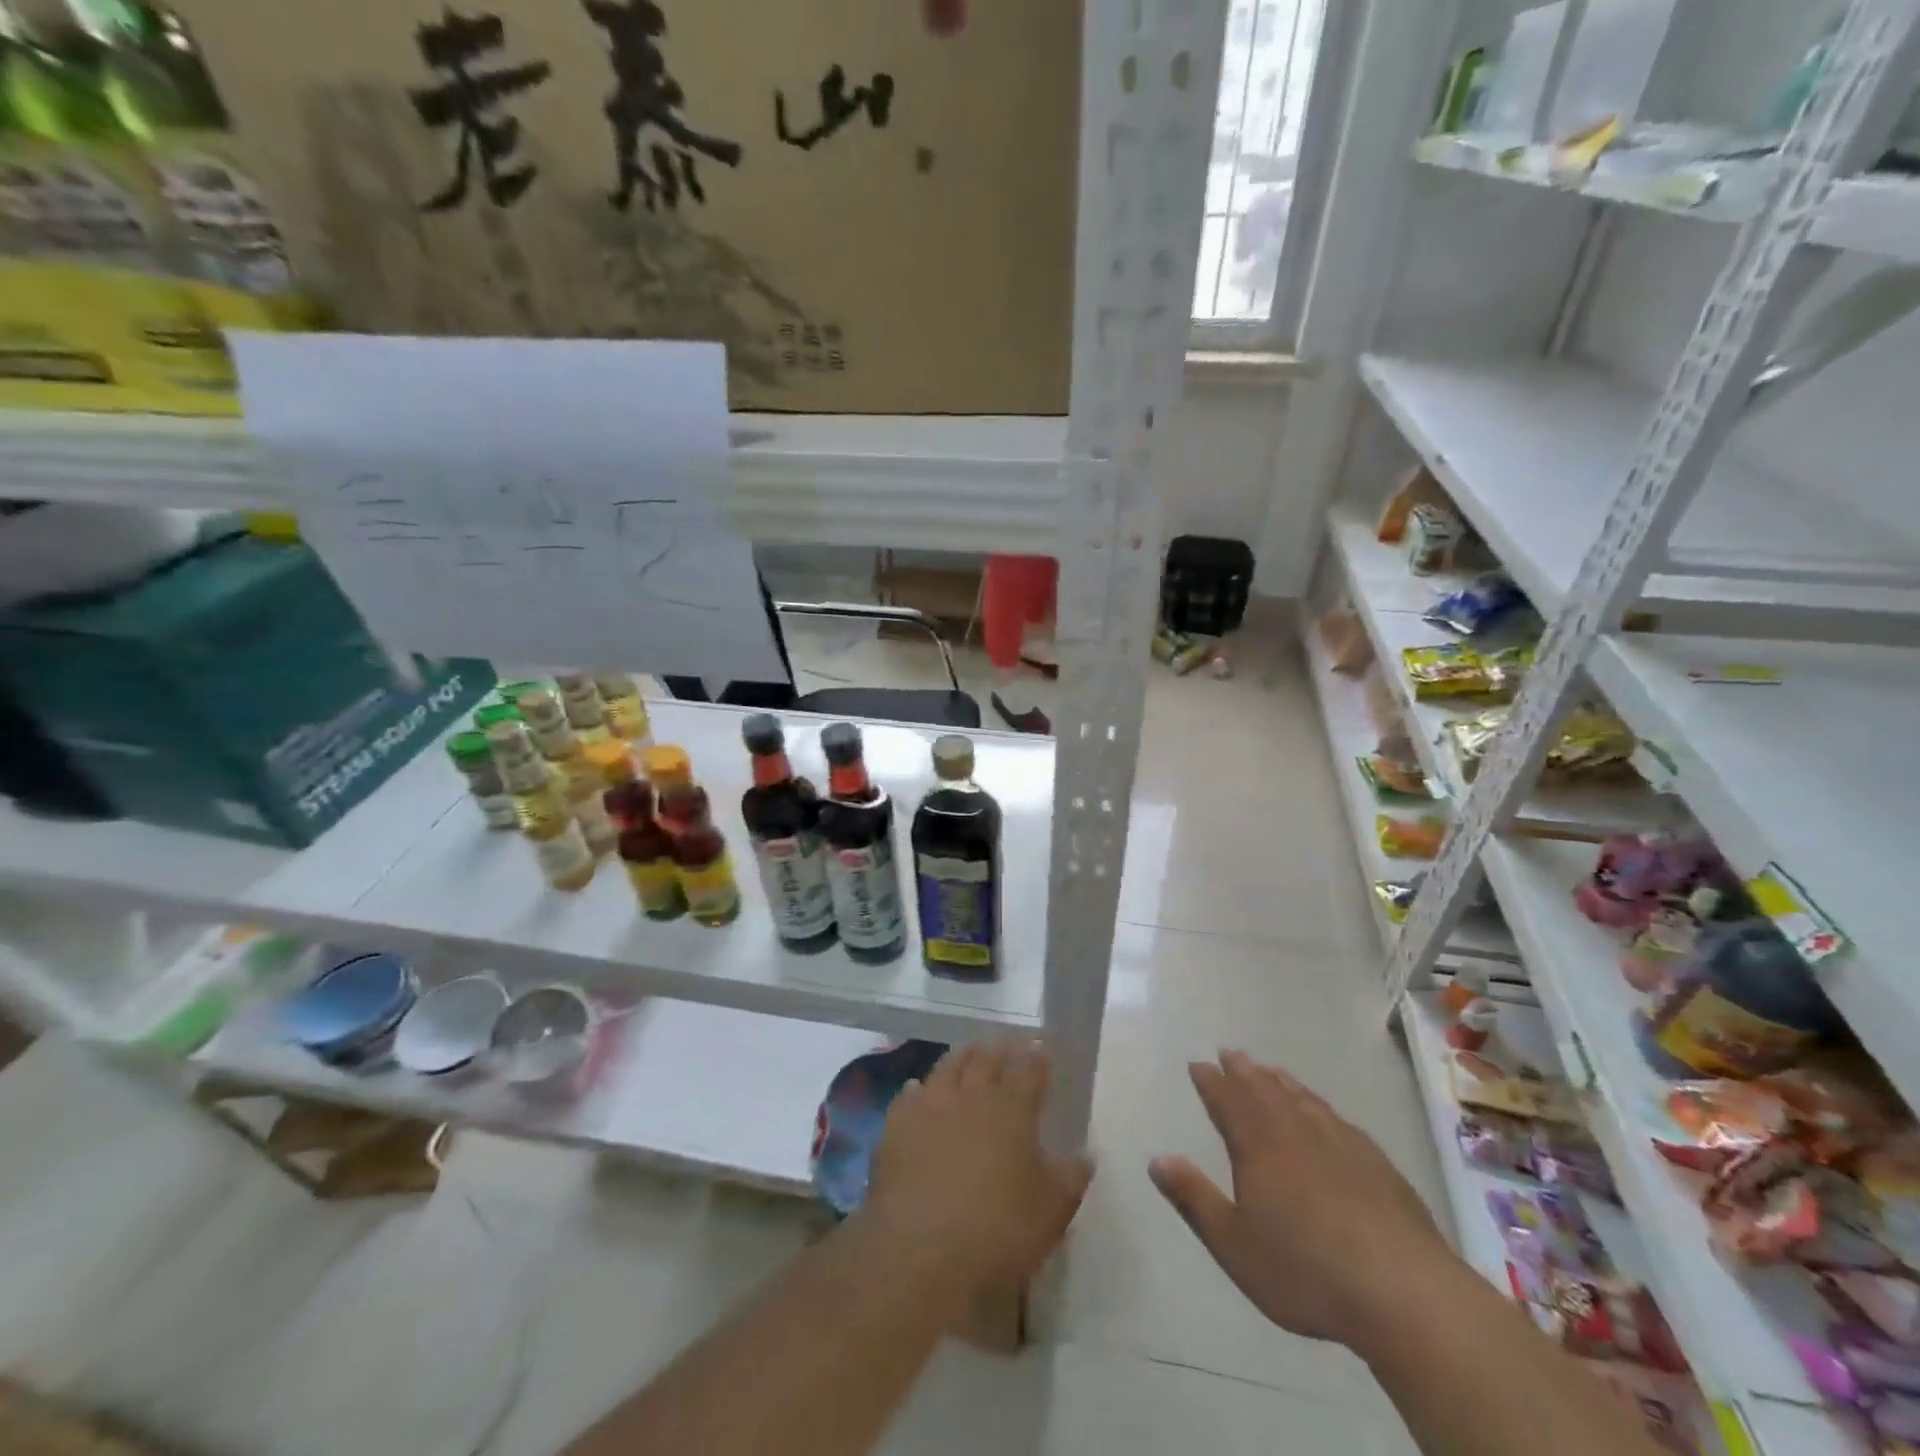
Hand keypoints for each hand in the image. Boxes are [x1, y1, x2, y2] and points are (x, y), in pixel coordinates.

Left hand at [862, 1041, 1092, 1292]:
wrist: (920, 1249)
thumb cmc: (998, 1230)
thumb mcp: (1051, 1211)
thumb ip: (1070, 1177)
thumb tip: (1085, 1153)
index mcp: (1013, 1109)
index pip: (1029, 1070)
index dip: (1036, 1057)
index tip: (1039, 1047)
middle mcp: (973, 1094)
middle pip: (988, 1060)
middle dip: (1000, 1049)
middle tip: (1005, 1042)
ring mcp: (931, 1104)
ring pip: (949, 1066)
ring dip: (962, 1056)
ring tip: (969, 1050)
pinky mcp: (898, 1124)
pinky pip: (910, 1095)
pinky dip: (918, 1089)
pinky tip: (917, 1090)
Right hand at [1149, 1050, 1449, 1348]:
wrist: (1405, 1293)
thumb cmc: (1306, 1271)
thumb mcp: (1234, 1245)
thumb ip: (1194, 1199)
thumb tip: (1156, 1159)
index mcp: (1258, 1146)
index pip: (1228, 1101)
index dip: (1211, 1081)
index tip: (1199, 1064)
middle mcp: (1296, 1132)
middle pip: (1264, 1091)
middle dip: (1244, 1071)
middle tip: (1231, 1052)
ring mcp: (1341, 1143)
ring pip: (1302, 1099)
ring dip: (1280, 1082)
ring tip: (1269, 1070)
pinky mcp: (1376, 1163)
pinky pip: (1336, 1118)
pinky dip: (1319, 1105)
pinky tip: (1323, 1112)